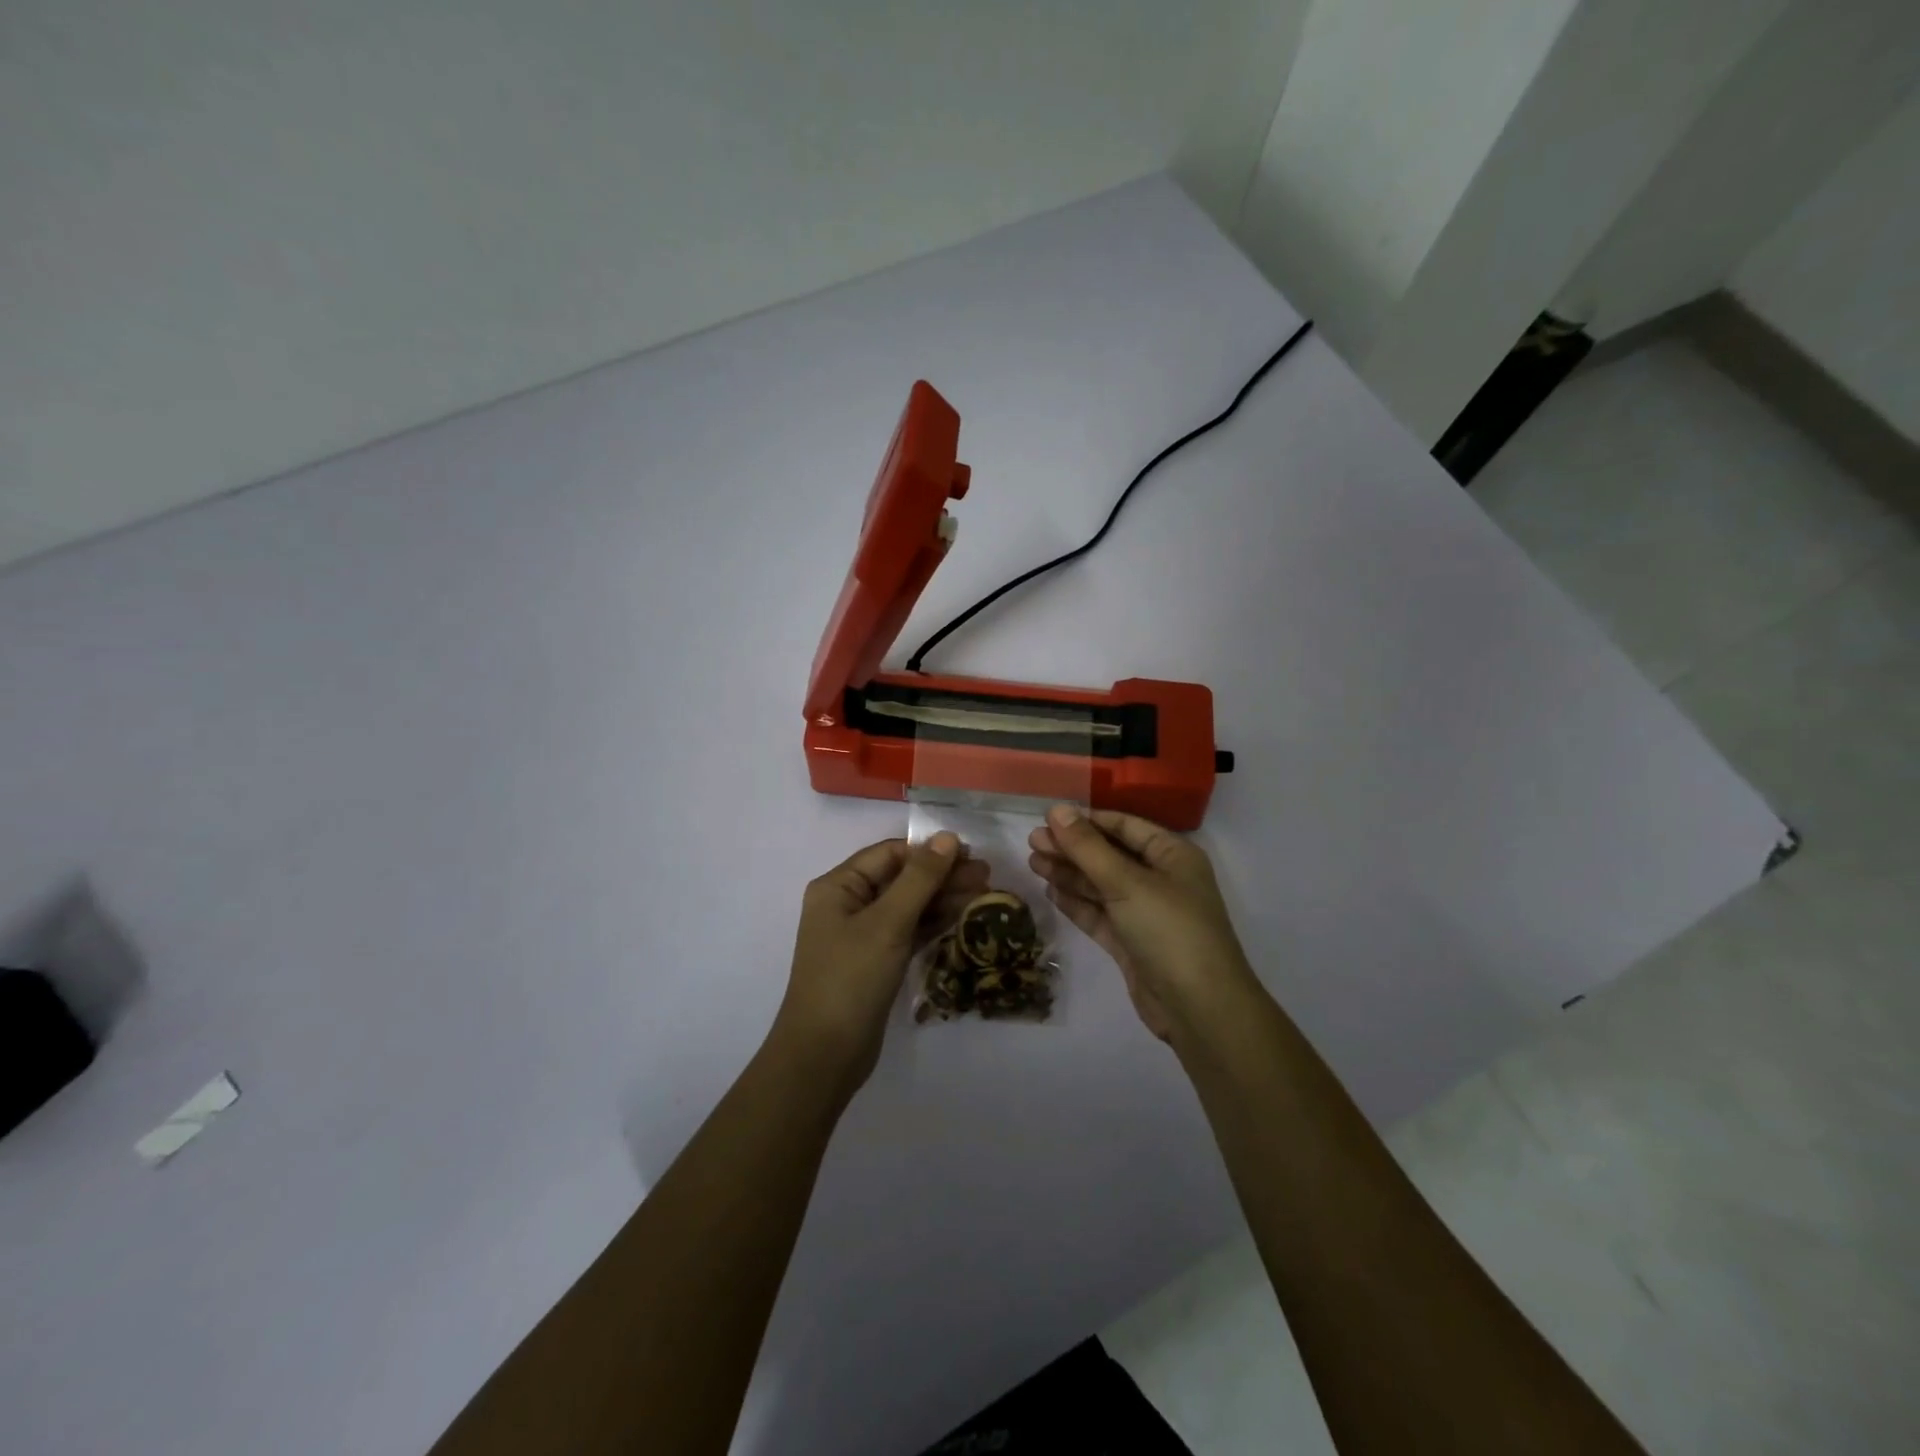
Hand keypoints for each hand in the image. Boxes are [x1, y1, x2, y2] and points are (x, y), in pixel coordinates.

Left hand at [771, 833, 986, 1096]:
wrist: (824, 1056)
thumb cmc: (851, 979)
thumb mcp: (887, 924)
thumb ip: (919, 879)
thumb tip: (947, 837)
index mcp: (838, 886)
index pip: (889, 854)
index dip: (929, 851)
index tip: (970, 854)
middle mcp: (847, 904)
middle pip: (900, 878)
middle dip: (941, 875)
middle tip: (986, 876)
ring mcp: (861, 935)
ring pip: (908, 905)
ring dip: (943, 898)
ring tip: (984, 893)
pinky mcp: (876, 961)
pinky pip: (908, 931)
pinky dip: (934, 923)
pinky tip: (963, 917)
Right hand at [1028, 804, 1257, 1042]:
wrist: (1199, 1008)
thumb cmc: (1169, 930)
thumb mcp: (1127, 882)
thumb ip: (1088, 847)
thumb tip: (1057, 810)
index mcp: (1172, 856)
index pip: (1125, 826)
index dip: (1088, 820)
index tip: (1050, 818)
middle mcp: (1161, 880)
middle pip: (1109, 855)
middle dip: (1072, 848)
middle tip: (1032, 841)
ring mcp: (1145, 913)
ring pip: (1101, 886)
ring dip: (1069, 874)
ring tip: (1032, 863)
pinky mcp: (1131, 943)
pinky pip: (1100, 915)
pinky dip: (1076, 903)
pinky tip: (1050, 892)